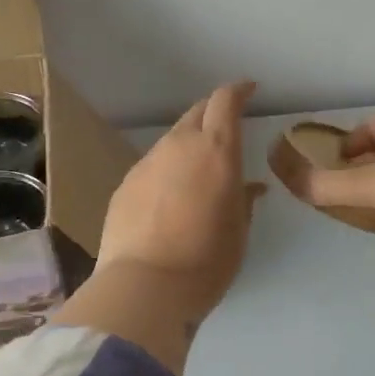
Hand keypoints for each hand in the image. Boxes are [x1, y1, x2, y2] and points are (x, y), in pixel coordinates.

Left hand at [94, 80, 265, 325]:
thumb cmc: (207, 260)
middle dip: (213, 113)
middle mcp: (179, 146)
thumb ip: (244, 201)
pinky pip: (152, 167)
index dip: (238, 91)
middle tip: (225, 127)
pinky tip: (168, 198)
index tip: (248, 90)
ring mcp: (147, 163)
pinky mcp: (125, 184)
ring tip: (196, 171)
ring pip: (171, 140)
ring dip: (188, 145)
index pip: (225, 101)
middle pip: (196, 113)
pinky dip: (166, 171)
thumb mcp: (238, 232)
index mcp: (216, 151)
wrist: (145, 285)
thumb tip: (249, 188)